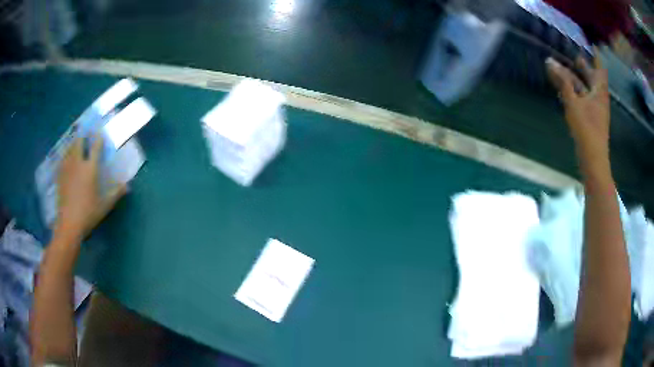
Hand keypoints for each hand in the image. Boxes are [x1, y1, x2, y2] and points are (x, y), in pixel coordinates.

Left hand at [55, 136, 125, 241]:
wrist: (69, 224)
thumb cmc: (88, 214)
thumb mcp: (104, 206)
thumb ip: (115, 193)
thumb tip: (127, 186)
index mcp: (90, 168)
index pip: (95, 147)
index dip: (98, 137)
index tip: (99, 130)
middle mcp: (78, 163)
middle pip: (79, 142)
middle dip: (83, 135)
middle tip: (85, 132)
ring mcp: (67, 168)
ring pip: (69, 148)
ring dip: (73, 142)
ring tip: (75, 140)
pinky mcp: (60, 176)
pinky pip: (62, 159)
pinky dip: (65, 154)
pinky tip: (65, 157)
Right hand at [546, 50, 609, 174]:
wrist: (593, 160)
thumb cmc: (587, 130)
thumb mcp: (573, 103)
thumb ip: (562, 82)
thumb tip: (549, 61)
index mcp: (600, 92)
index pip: (600, 69)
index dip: (596, 57)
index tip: (591, 45)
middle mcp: (599, 98)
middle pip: (592, 78)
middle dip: (584, 67)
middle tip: (574, 56)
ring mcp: (596, 109)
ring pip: (586, 89)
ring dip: (577, 79)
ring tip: (565, 69)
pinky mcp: (590, 119)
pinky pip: (583, 99)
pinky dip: (576, 92)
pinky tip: (566, 90)